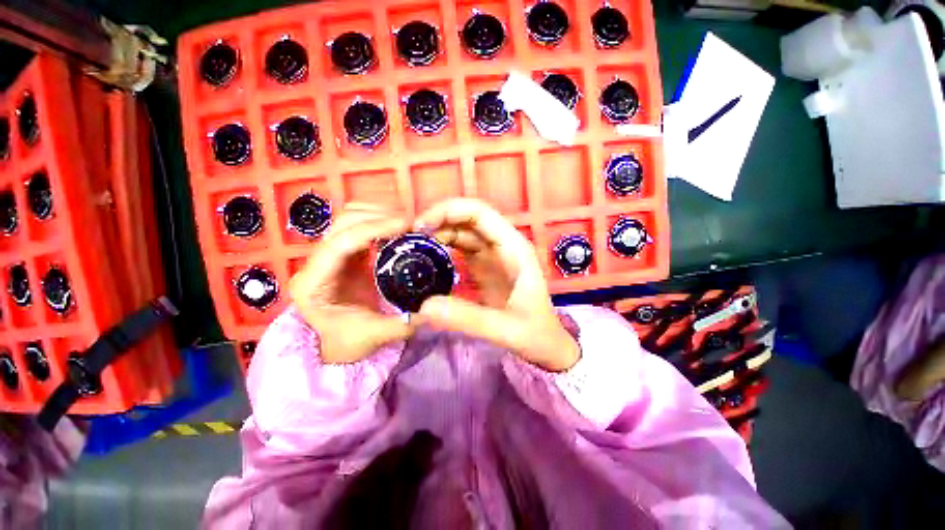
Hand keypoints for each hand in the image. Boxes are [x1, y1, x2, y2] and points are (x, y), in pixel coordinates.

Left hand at [289, 205, 410, 363]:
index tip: (405, 225)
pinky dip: (380, 223)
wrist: (335, 344)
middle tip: (411, 224)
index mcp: (314, 283)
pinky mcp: (344, 254)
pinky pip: (360, 227)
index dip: (373, 228)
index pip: (340, 243)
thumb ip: (404, 324)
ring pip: (350, 219)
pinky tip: (398, 231)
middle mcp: (316, 263)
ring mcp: (329, 255)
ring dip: (379, 215)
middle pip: (343, 223)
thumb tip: (433, 309)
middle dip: (379, 217)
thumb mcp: (376, 336)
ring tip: (406, 225)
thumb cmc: (348, 342)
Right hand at [413, 199, 579, 371]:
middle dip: (439, 220)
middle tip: (410, 237)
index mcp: (514, 248)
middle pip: (468, 219)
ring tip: (413, 247)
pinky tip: (426, 258)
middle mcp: (503, 245)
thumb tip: (423, 306)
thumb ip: (468, 319)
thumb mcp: (505, 329)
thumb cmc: (535, 334)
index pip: (481, 213)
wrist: (546, 347)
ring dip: (438, 233)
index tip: (422, 226)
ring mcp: (492, 256)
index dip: (450, 211)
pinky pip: (460, 250)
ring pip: (462, 233)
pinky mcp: (483, 268)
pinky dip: (442, 248)